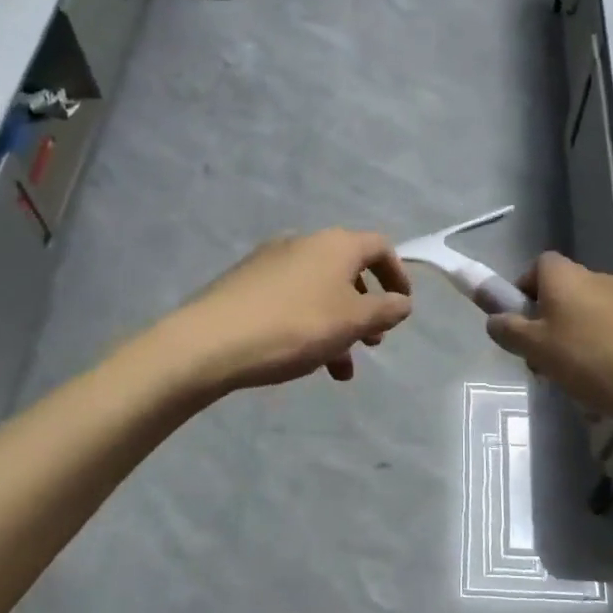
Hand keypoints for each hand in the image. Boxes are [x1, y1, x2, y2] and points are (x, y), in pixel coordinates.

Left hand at [171, 230, 413, 392]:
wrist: (210, 341)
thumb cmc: (295, 327)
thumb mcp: (353, 322)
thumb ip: (385, 310)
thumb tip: (402, 302)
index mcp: (335, 244)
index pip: (379, 247)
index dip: (397, 275)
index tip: (402, 306)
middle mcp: (304, 243)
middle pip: (348, 271)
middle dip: (365, 309)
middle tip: (372, 343)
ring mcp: (270, 261)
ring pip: (319, 292)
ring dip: (337, 327)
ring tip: (338, 369)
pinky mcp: (245, 283)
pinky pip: (291, 300)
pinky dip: (308, 324)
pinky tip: (302, 358)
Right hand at [485, 252, 612, 435]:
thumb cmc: (598, 362)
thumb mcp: (539, 349)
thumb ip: (509, 330)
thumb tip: (495, 318)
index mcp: (567, 276)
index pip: (536, 267)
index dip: (522, 294)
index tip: (520, 328)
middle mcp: (598, 279)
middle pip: (560, 296)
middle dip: (546, 330)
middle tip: (543, 366)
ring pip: (585, 321)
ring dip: (573, 349)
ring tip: (576, 387)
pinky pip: (612, 338)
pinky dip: (602, 359)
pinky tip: (606, 392)